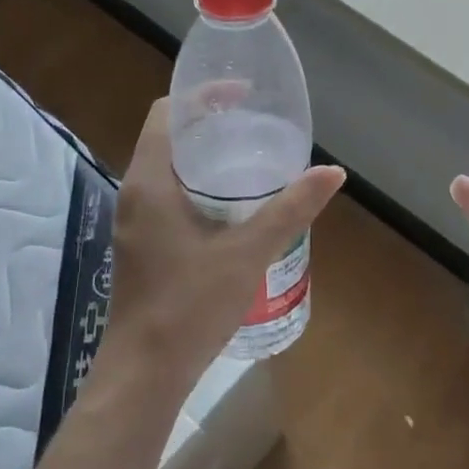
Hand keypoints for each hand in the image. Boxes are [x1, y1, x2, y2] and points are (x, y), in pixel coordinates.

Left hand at [99, 98, 345, 405]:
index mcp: (150, 181)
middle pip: (169, 137)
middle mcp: (135, 193)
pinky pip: (169, 196)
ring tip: (252, 161)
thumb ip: (290, 209)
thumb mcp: (248, 252)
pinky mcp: (142, 245)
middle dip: (211, 126)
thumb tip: (333, 173)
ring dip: (205, 158)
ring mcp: (135, 221)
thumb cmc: (190, 305)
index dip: (203, 95)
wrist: (144, 372)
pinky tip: (234, 208)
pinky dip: (199, 186)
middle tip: (258, 127)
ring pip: (169, 169)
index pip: (167, 113)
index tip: (245, 95)